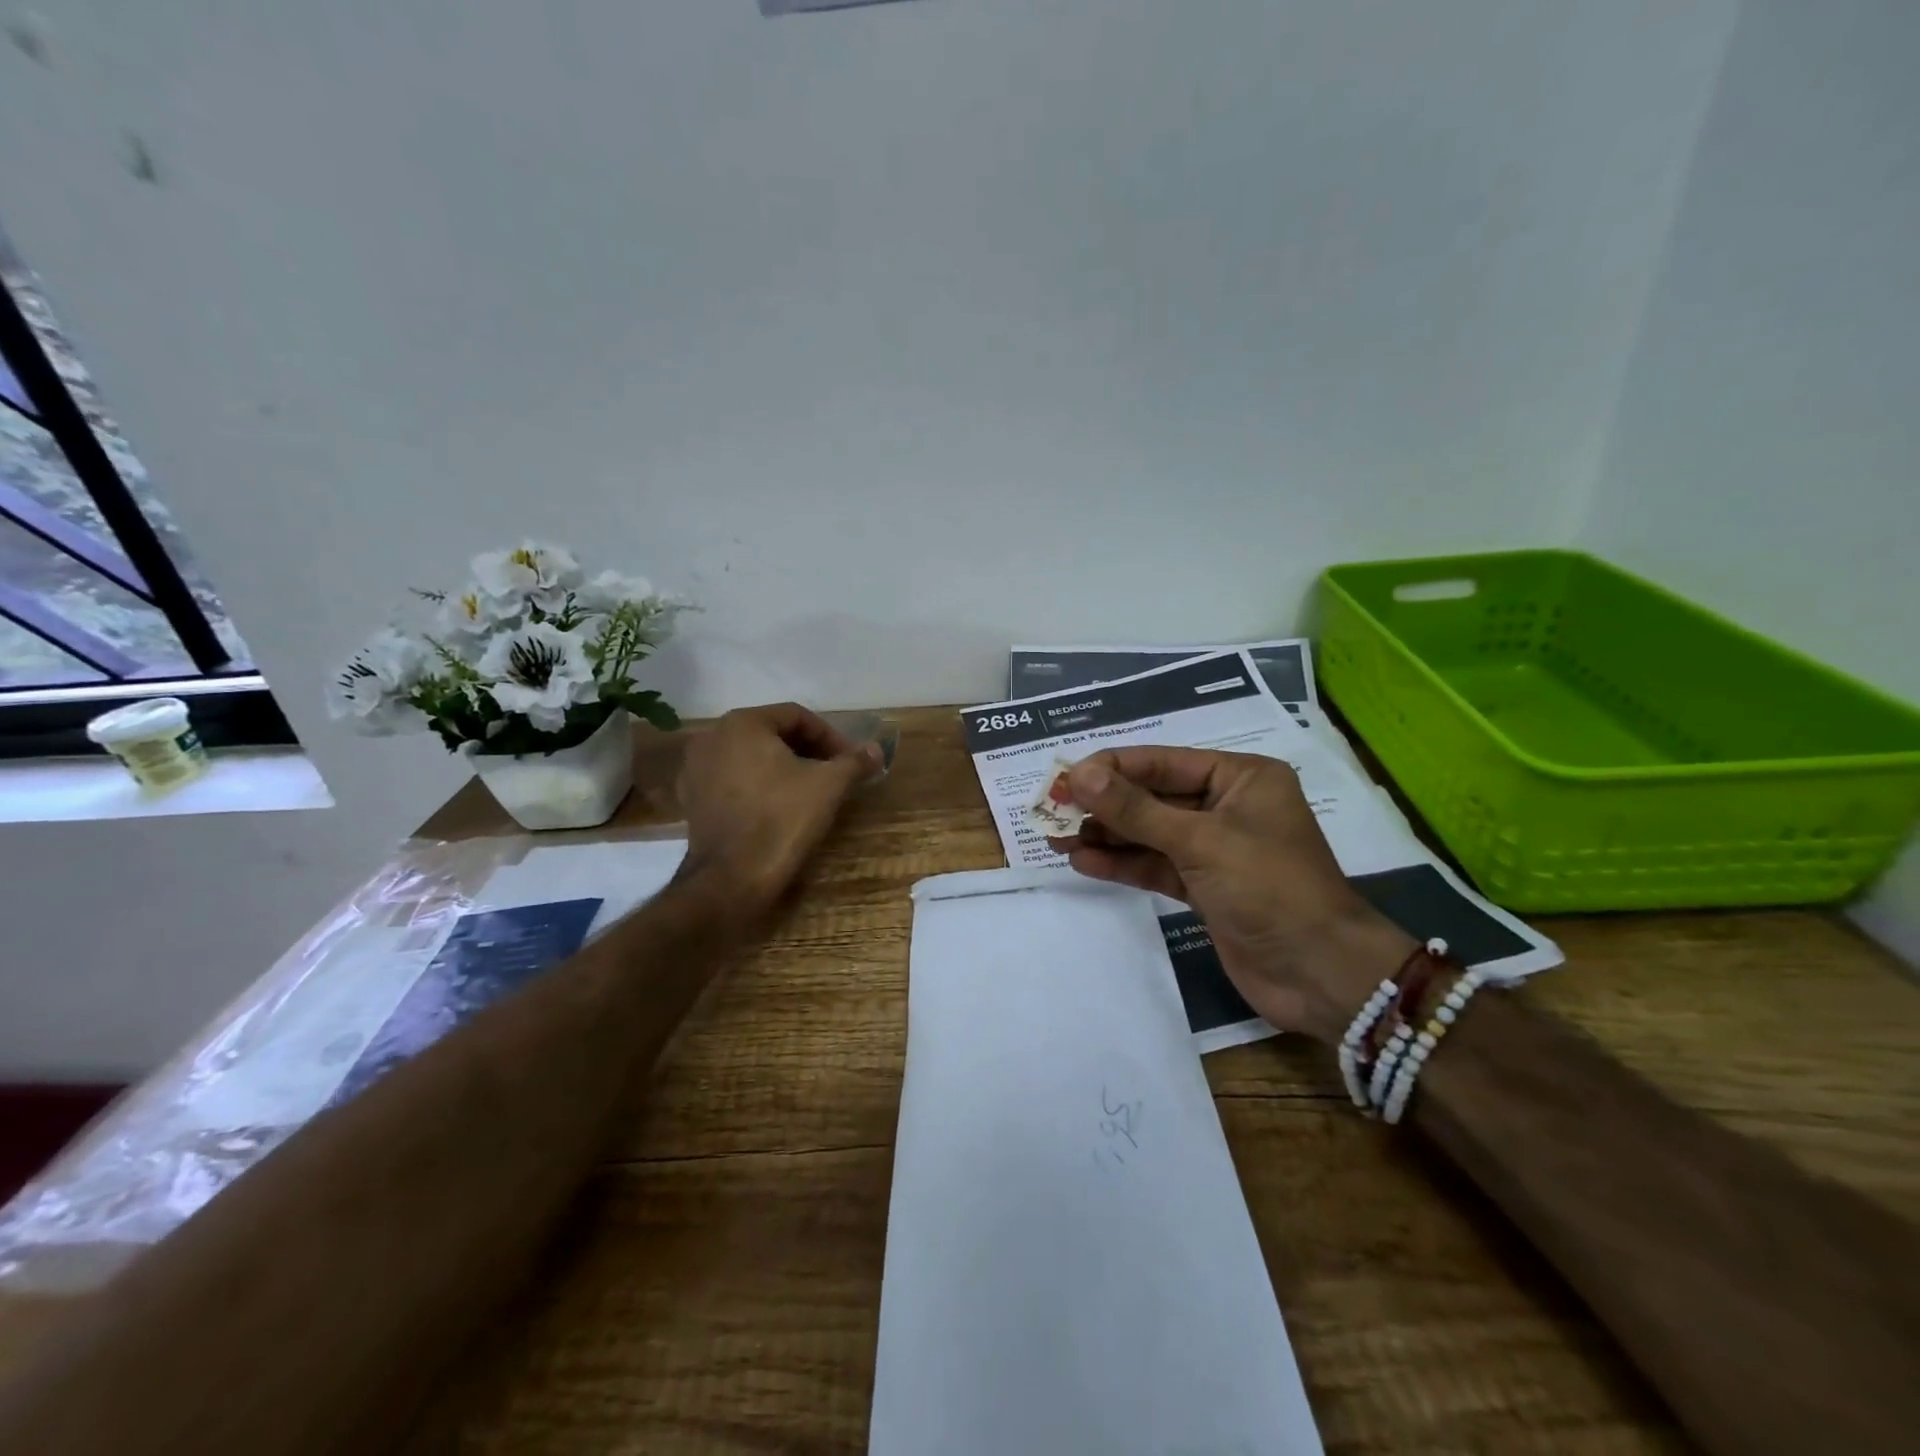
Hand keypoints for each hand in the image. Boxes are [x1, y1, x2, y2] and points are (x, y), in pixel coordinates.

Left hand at [677, 703, 882, 919]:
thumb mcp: (829, 785)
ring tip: (809, 791)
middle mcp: (712, 737)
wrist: (733, 879)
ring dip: (783, 768)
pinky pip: (733, 782)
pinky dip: (758, 787)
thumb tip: (877, 750)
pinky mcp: (691, 801)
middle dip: (807, 751)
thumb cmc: (783, 819)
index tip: (851, 761)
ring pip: (751, 758)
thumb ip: (855, 761)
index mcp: (742, 723)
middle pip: (772, 734)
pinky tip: (777, 808)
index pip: (797, 716)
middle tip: (834, 774)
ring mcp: (695, 770)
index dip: (831, 737)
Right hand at [1055, 747, 1414, 1043]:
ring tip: (1056, 837)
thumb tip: (1078, 775)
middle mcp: (1227, 805)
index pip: (1161, 761)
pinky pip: (1156, 865)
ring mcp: (1215, 848)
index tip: (1063, 779)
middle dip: (1104, 804)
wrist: (1321, 974)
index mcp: (1240, 777)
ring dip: (1106, 835)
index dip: (1110, 769)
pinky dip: (1122, 863)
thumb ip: (1135, 809)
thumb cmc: (1269, 888)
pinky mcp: (1205, 887)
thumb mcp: (1199, 841)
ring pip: (1149, 833)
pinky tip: (1084, 862)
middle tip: (1052, 810)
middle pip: (1152, 796)